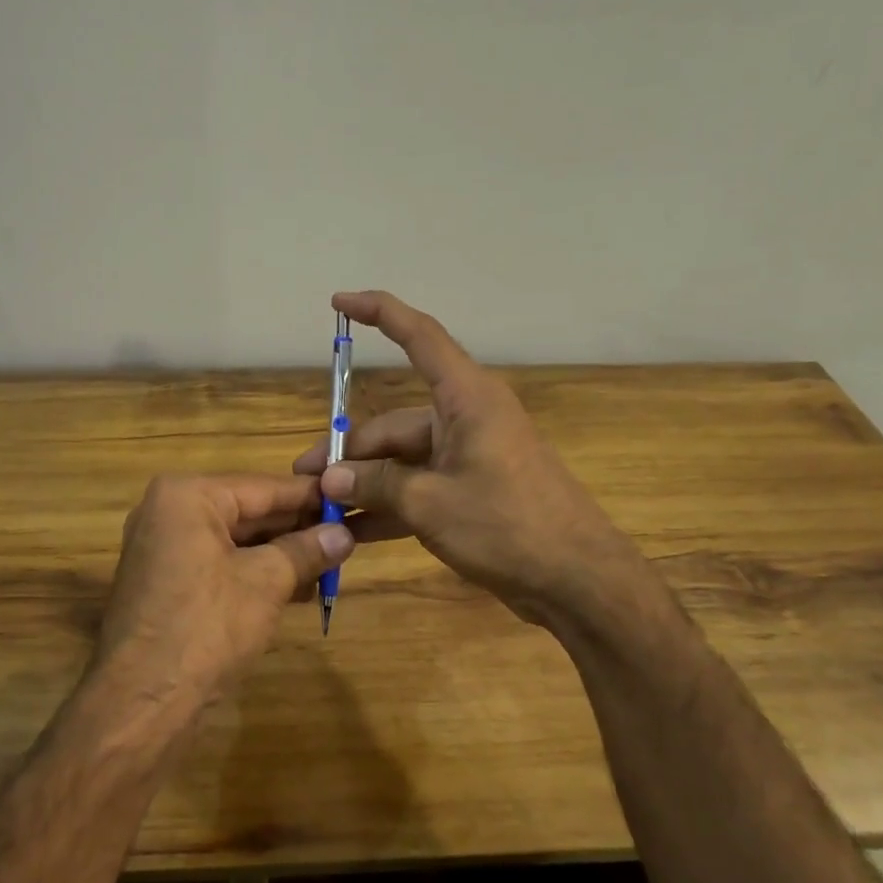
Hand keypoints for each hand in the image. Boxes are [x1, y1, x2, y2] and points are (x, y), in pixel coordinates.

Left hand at [97, 474, 353, 710]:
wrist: (143, 702)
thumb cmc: (206, 627)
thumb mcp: (266, 582)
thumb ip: (306, 550)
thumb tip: (344, 534)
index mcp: (187, 496)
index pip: (263, 487)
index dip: (310, 497)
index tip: (349, 501)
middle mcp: (168, 512)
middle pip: (248, 511)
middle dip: (296, 528)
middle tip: (346, 536)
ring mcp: (162, 548)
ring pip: (235, 541)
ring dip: (280, 554)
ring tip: (330, 564)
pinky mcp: (165, 582)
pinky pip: (218, 564)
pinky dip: (254, 573)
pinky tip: (296, 587)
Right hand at [293, 291, 656, 632]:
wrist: (577, 580)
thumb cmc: (508, 525)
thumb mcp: (430, 504)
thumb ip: (376, 484)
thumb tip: (330, 477)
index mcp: (466, 399)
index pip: (419, 337)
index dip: (379, 312)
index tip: (339, 302)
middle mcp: (466, 418)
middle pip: (394, 423)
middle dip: (349, 451)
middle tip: (305, 481)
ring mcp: (469, 456)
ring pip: (402, 460)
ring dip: (365, 483)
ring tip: (320, 509)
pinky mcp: (471, 491)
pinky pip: (419, 488)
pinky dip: (389, 505)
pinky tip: (353, 532)